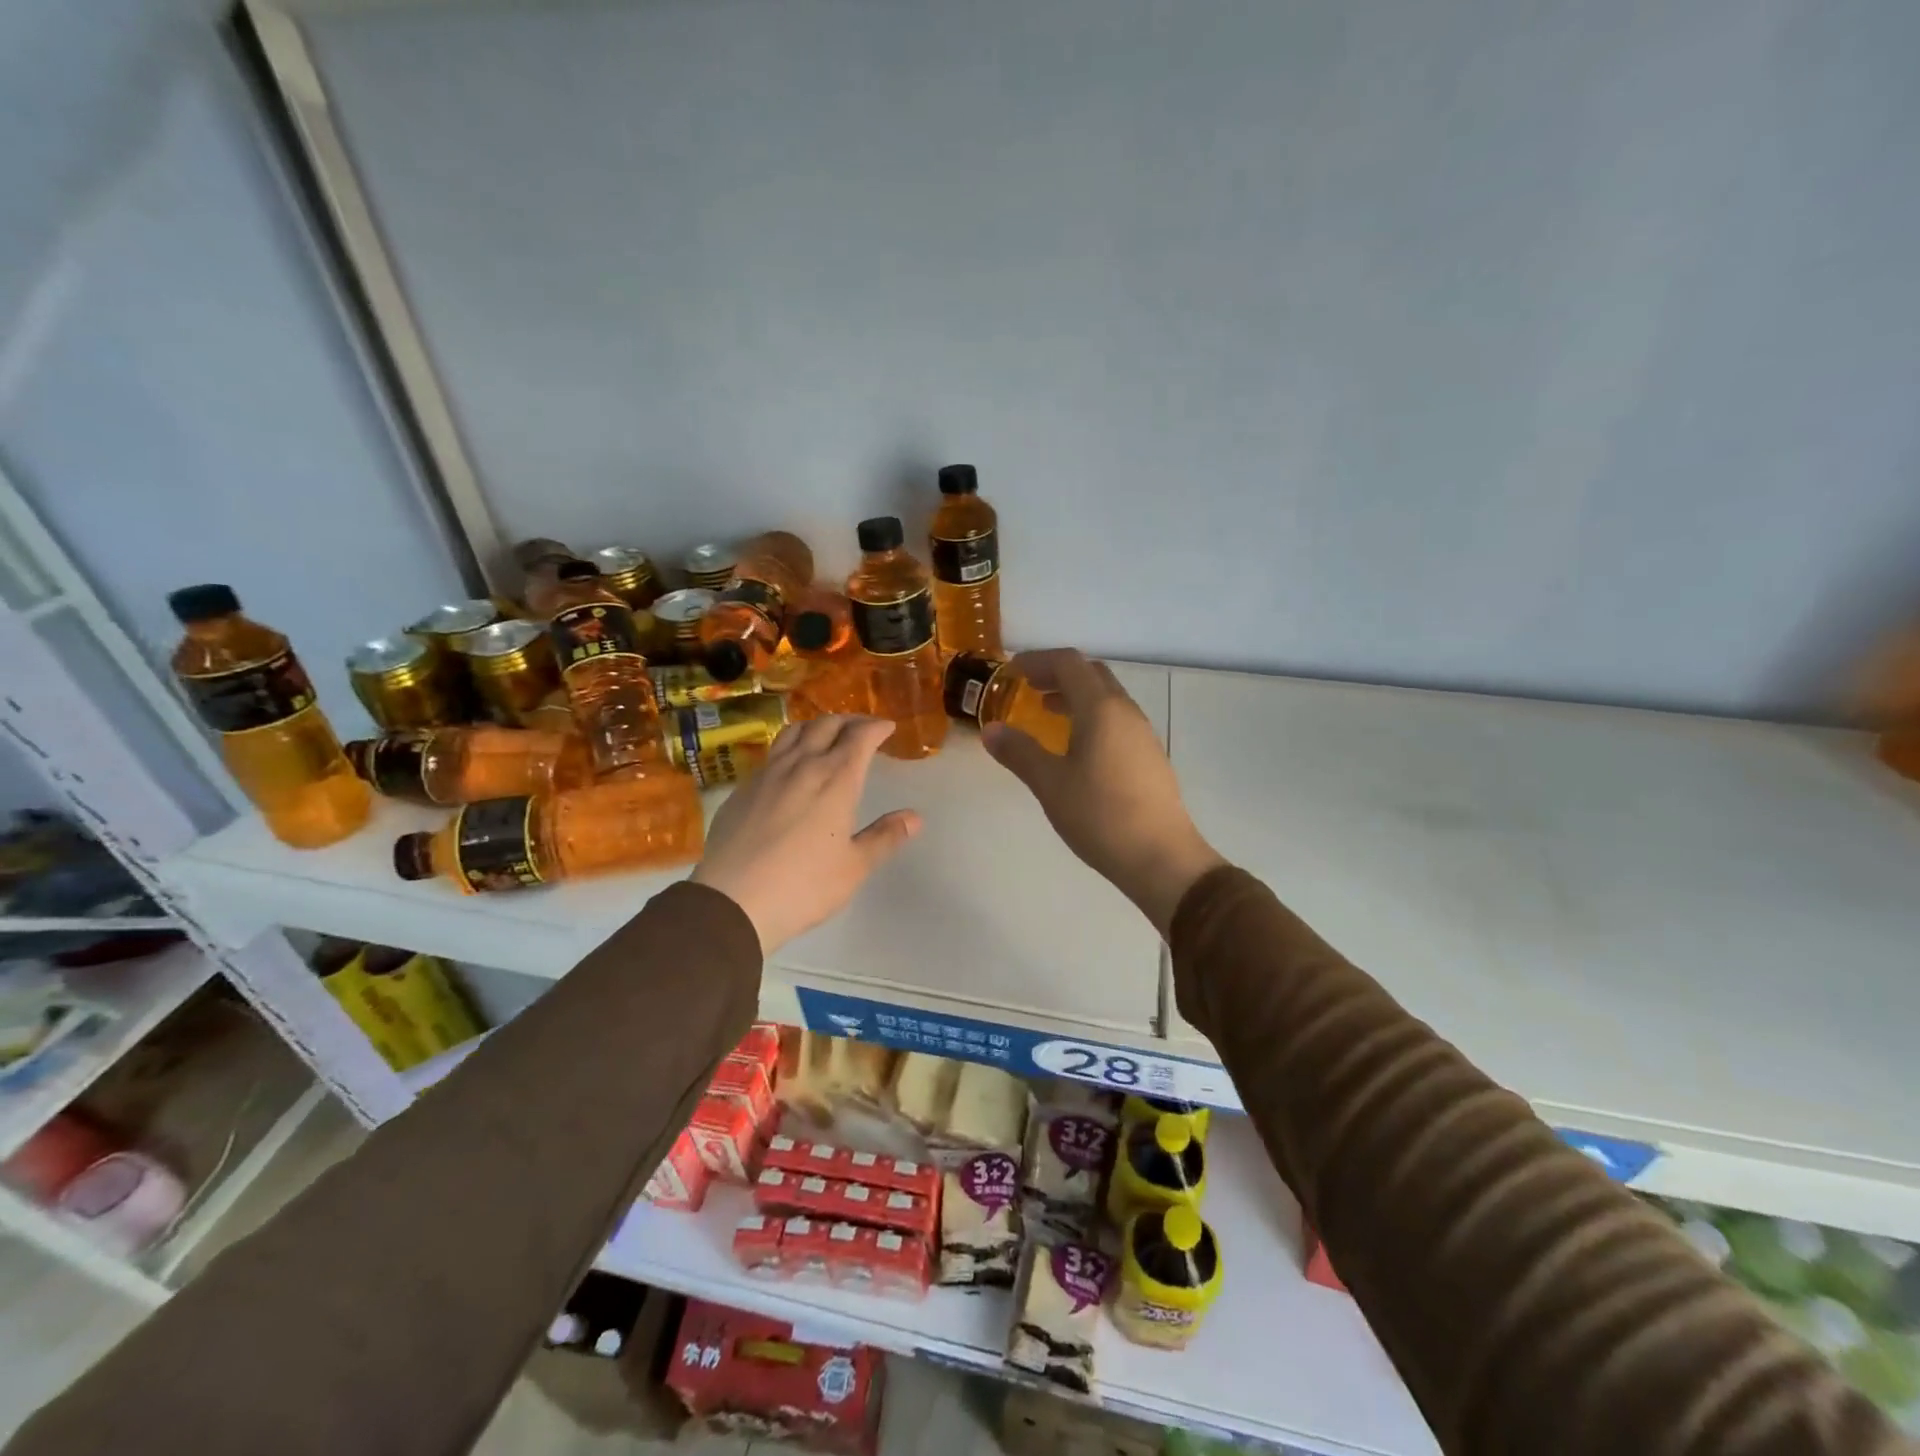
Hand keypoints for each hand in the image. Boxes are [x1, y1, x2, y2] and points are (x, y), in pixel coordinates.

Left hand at [691, 716, 921, 953]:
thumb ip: (885, 837)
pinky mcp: (743, 788)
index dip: (876, 727)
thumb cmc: (803, 885)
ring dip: (816, 726)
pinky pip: (772, 753)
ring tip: (826, 736)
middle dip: (849, 721)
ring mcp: (767, 774)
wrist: (732, 901)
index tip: (888, 728)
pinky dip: (790, 747)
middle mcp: (802, 765)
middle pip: (826, 725)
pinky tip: (791, 767)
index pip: (860, 736)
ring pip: (794, 732)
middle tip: (862, 729)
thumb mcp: (854, 867)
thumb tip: (914, 817)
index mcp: (836, 779)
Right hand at [983, 650, 1223, 935]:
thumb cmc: (1100, 815)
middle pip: (1092, 674)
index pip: (1069, 663)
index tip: (1012, 671)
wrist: (1160, 857)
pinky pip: (1116, 720)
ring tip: (1048, 712)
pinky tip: (1076, 747)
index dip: (1038, 660)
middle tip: (1029, 687)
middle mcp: (1126, 712)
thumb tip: (991, 730)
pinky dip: (1090, 717)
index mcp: (1101, 709)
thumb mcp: (1050, 784)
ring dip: (1076, 695)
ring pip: (1107, 698)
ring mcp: (1142, 735)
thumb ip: (1019, 752)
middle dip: (1058, 673)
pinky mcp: (1149, 757)